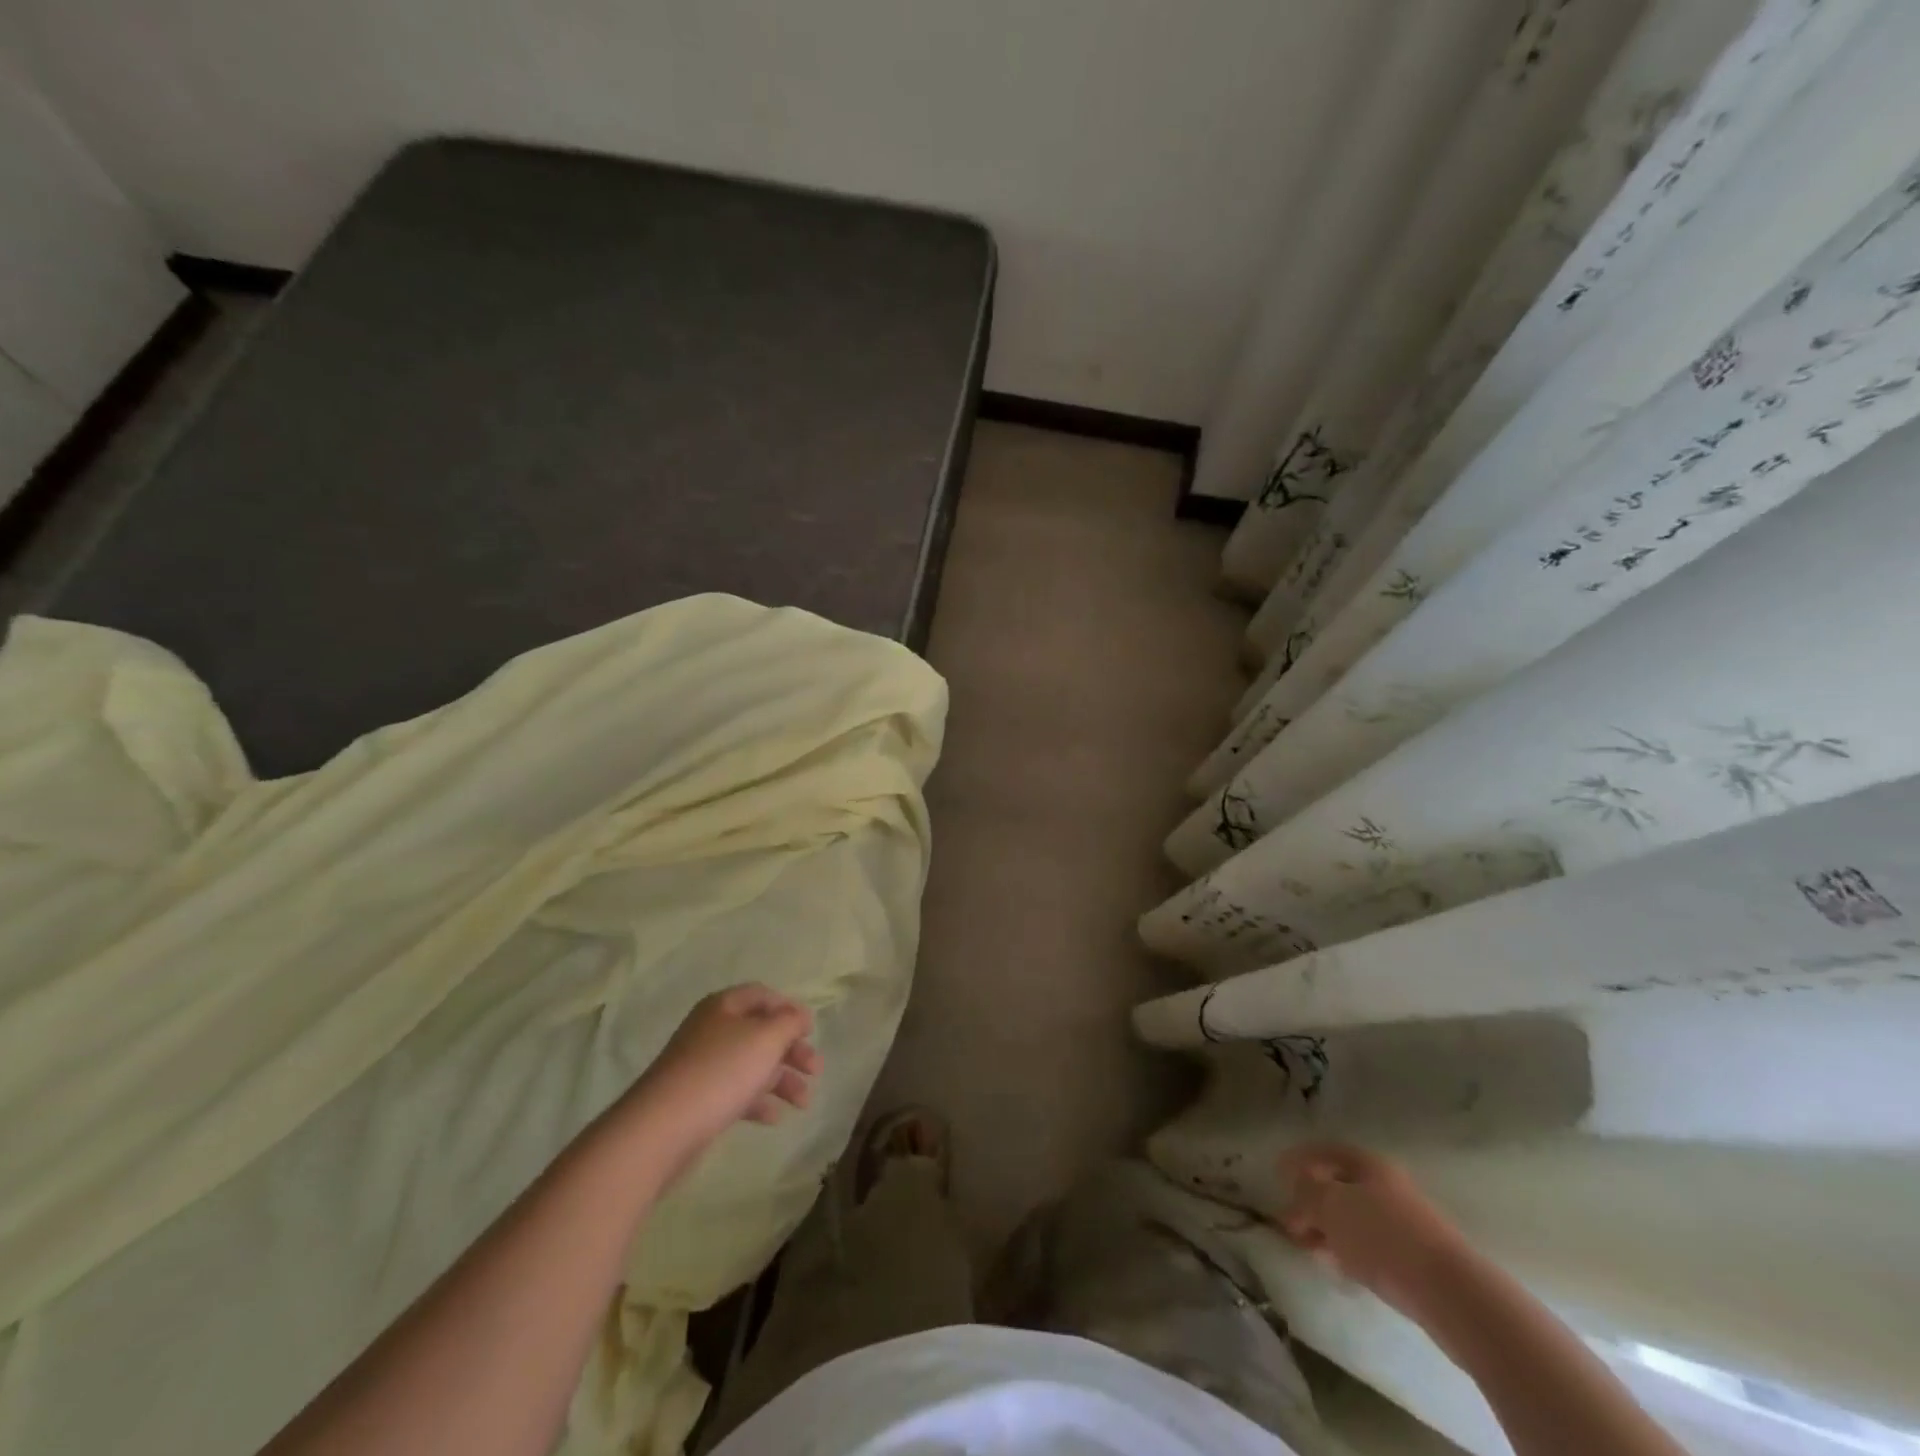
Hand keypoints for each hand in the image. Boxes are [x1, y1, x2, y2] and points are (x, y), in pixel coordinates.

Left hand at [618, 985, 821, 1181]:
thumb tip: (799, 1015)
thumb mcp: (766, 1038)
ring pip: (751, 1065)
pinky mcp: (698, 1099)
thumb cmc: (720, 1072)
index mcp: (724, 1007)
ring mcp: (702, 1066)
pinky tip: (775, 1118)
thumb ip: (789, 1022)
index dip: (789, 1009)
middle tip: (815, 1070)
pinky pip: (736, 1093)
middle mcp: (712, 1030)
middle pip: (760, 1032)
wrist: (662, 1128)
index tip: (811, 1030)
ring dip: (781, 1080)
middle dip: (791, 1050)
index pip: (763, 995)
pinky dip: (758, 1101)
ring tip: (803, 1103)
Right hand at [1275, 1142, 1470, 1316]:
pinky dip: (1349, 1250)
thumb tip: (1294, 1186)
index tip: (1276, 1175)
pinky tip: (1338, 1266)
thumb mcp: (1330, 1206)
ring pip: (1354, 1218)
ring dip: (1328, 1229)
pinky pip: (1370, 1245)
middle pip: (1339, 1186)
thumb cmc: (1383, 1237)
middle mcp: (1387, 1186)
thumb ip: (1305, 1192)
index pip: (1324, 1152)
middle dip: (1311, 1202)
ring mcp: (1404, 1223)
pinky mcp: (1414, 1259)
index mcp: (1368, 1164)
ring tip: (1307, 1248)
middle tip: (1288, 1221)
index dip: (1298, 1160)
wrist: (1451, 1294)